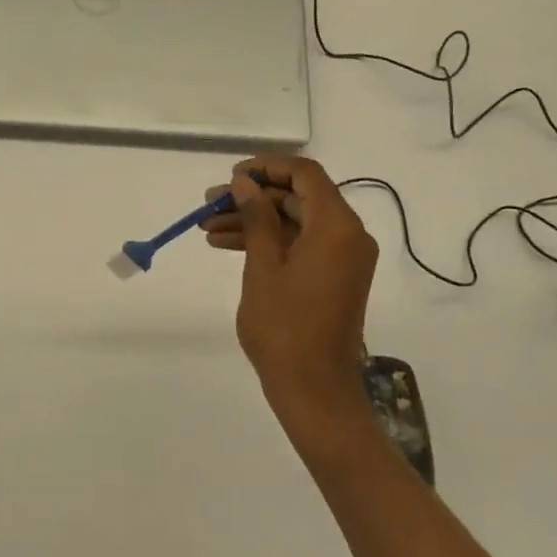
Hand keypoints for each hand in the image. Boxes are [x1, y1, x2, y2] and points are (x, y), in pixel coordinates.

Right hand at [201, 155, 378, 428]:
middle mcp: (348, 235)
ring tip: (208, 226)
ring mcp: (343, 257)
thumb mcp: (263, 267)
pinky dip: (269, 243)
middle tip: (210, 203)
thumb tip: (244, 182)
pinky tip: (227, 245)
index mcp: (337, 227)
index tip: (232, 174)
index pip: (306, 174)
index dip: (268, 167)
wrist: (314, 389)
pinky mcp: (334, 276)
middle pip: (299, 197)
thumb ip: (256, 218)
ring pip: (296, 222)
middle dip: (253, 197)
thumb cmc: (285, 328)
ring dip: (255, 221)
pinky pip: (301, 245)